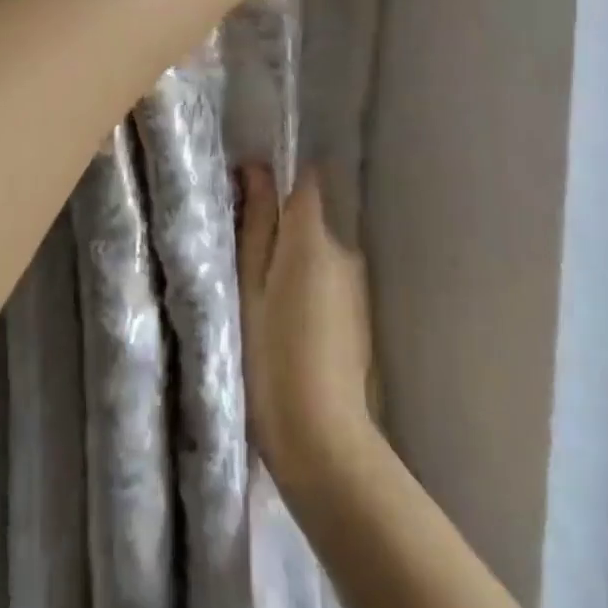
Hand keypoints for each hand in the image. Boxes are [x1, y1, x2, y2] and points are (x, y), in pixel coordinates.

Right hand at [237, 165, 378, 492]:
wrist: (323, 439)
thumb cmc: (272, 356)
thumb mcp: (250, 285)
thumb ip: (257, 224)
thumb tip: (257, 169)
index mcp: (312, 237)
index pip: (306, 180)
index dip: (280, 178)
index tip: (251, 193)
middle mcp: (343, 249)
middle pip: (310, 219)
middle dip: (282, 230)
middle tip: (246, 264)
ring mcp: (357, 282)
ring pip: (319, 252)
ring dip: (295, 263)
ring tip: (265, 301)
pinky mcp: (361, 313)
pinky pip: (329, 280)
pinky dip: (310, 289)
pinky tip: (291, 326)